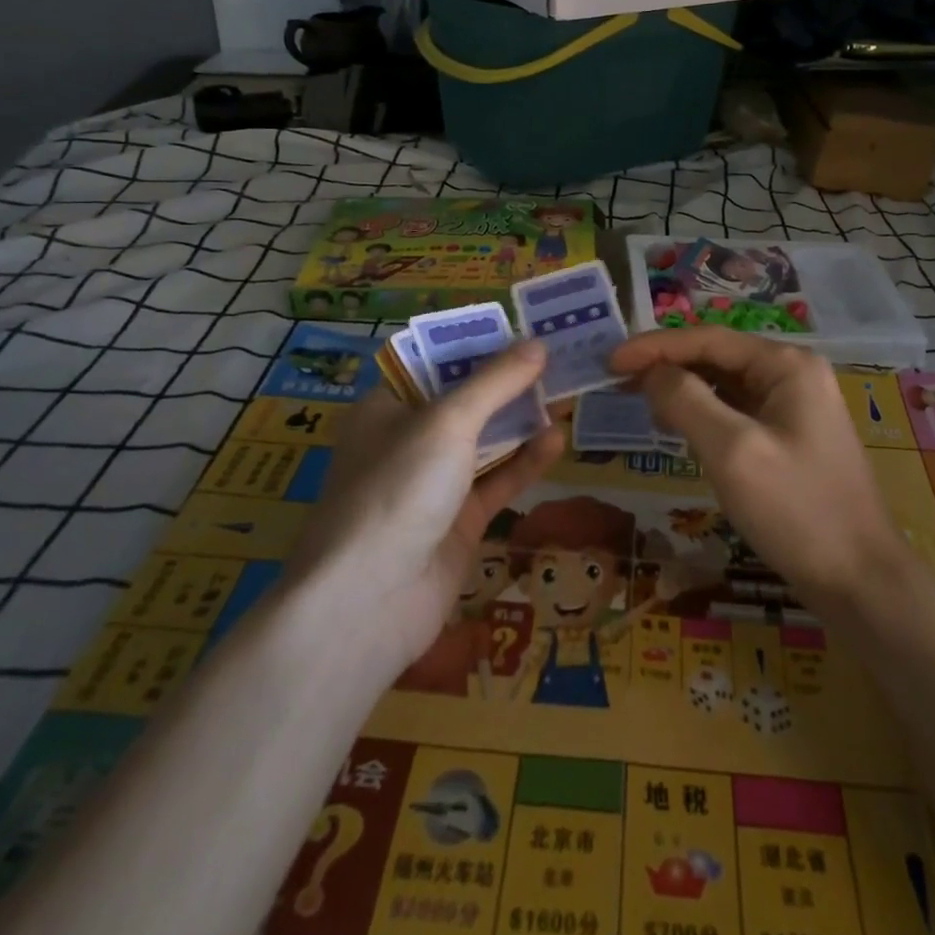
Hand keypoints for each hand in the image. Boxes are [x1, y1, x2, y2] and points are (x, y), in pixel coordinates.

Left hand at [296, 342, 561, 676]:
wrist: (368, 604)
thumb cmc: (398, 489)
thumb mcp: (447, 422)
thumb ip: (495, 382)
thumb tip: (538, 343)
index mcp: (387, 407)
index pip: (437, 363)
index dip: (481, 345)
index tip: (526, 330)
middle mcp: (408, 441)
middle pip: (466, 402)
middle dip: (510, 383)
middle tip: (560, 361)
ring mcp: (433, 485)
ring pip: (485, 442)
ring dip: (523, 421)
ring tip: (567, 396)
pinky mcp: (457, 522)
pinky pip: (496, 481)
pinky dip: (525, 462)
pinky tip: (556, 441)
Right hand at [608, 330, 908, 617]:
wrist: (860, 582)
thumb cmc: (797, 510)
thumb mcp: (733, 452)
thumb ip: (686, 401)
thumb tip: (651, 372)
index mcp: (786, 364)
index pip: (707, 339)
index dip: (654, 347)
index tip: (609, 362)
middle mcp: (793, 374)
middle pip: (716, 356)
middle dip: (666, 365)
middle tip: (615, 382)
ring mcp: (794, 406)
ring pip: (725, 384)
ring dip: (682, 389)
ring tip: (637, 400)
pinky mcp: (789, 437)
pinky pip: (736, 410)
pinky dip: (703, 413)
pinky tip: (677, 426)